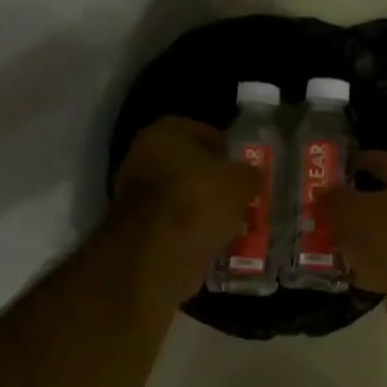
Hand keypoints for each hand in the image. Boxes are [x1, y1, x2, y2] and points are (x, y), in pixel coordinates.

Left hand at [112, 117, 259, 304]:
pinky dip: (192, 231)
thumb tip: (250, 176)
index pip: (205, 132)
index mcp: (165, 133)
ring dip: (205, 209)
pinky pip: (174, 224)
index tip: (247, 170)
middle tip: (242, 198)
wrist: (159, 253)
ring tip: (233, 223)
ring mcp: (136, 195)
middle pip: (190, 167)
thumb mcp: (241, 182)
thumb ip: (250, 173)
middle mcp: (143, 157)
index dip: (229, 150)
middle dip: (216, 182)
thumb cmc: (200, 201)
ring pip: (183, 197)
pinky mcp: (137, 228)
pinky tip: (215, 242)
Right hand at [327, 151, 386, 299]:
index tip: (326, 172)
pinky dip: (368, 263)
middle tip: (322, 210)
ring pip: (384, 232)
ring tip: (328, 241)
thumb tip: (321, 192)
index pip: (379, 160)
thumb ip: (334, 200)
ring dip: (358, 238)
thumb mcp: (352, 212)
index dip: (351, 164)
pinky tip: (345, 269)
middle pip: (382, 199)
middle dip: (351, 206)